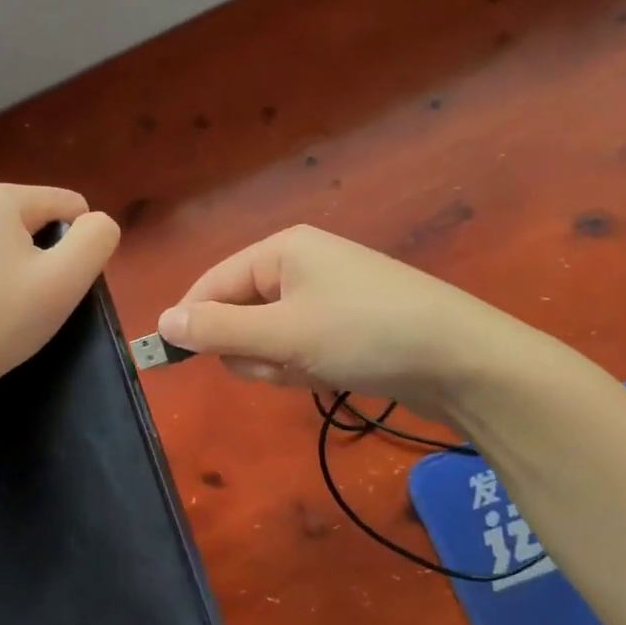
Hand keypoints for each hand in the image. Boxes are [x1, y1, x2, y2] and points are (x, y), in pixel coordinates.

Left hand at [0, 184, 120, 406]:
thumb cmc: (2, 320)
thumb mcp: (66, 280)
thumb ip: (96, 239)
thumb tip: (97, 222)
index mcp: (0, 197)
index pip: (68, 205)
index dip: (76, 246)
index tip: (56, 284)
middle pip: (33, 218)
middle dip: (42, 252)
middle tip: (31, 298)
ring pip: (3, 235)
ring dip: (14, 262)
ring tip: (3, 303)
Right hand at [158, 224, 533, 416]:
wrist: (462, 361)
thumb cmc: (363, 333)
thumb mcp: (282, 334)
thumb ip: (218, 330)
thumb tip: (162, 322)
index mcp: (281, 249)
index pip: (213, 282)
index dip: (192, 320)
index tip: (171, 359)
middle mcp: (300, 265)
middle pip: (240, 311)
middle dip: (250, 347)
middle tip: (278, 362)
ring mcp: (326, 296)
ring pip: (268, 337)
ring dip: (278, 362)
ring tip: (312, 370)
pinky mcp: (345, 326)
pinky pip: (298, 347)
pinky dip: (303, 366)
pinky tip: (329, 375)